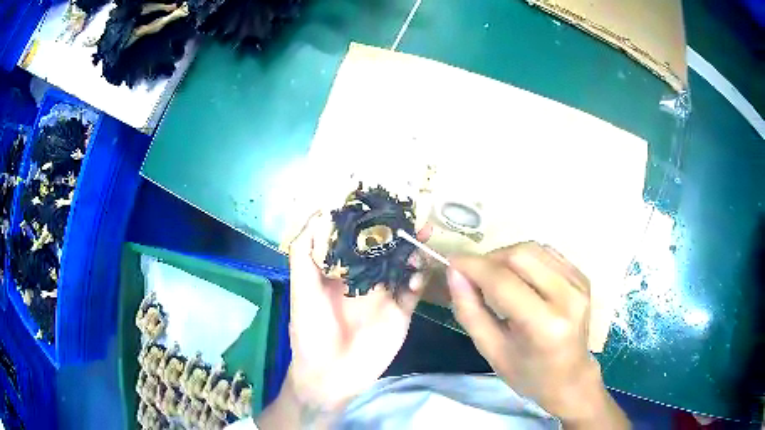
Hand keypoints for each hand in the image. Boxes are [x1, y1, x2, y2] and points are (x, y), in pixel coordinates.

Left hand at [259, 213, 424, 428]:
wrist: (330, 376)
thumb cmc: (310, 332)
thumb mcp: (301, 291)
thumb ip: (304, 253)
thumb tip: (319, 212)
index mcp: (341, 270)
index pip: (358, 238)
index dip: (369, 221)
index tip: (382, 204)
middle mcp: (365, 279)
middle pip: (386, 249)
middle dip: (399, 233)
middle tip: (413, 218)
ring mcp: (385, 295)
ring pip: (404, 266)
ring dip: (414, 253)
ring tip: (423, 239)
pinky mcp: (400, 312)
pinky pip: (414, 292)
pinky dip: (420, 281)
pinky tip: (418, 276)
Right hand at [448, 242, 628, 427]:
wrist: (570, 377)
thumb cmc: (528, 374)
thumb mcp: (491, 351)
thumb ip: (470, 311)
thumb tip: (454, 273)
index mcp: (545, 325)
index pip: (503, 282)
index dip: (473, 266)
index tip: (451, 261)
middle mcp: (568, 297)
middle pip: (520, 255)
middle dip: (490, 259)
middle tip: (473, 275)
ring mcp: (579, 284)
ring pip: (534, 249)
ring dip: (506, 257)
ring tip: (494, 277)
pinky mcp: (582, 277)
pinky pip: (547, 254)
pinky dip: (525, 260)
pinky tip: (518, 278)